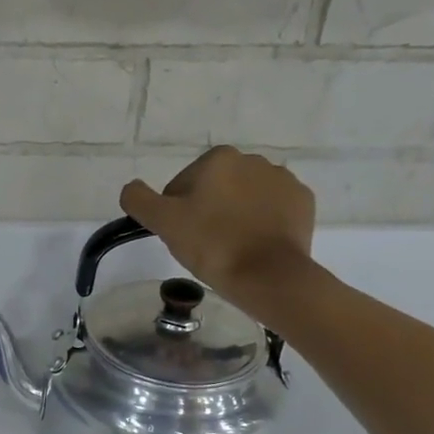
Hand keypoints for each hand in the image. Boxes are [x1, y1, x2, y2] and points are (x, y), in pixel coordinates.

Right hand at [120, 146, 316, 306]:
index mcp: (218, 159)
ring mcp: (283, 180)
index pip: (183, 185)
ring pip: (245, 199)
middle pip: (216, 189)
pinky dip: (262, 224)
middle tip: (204, 246)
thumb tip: (131, 188)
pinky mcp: (303, 203)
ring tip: (231, 249)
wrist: (268, 275)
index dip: (177, 212)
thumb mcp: (164, 223)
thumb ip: (139, 200)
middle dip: (208, 211)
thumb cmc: (212, 245)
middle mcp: (253, 160)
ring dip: (235, 217)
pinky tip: (255, 246)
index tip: (182, 236)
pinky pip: (273, 210)